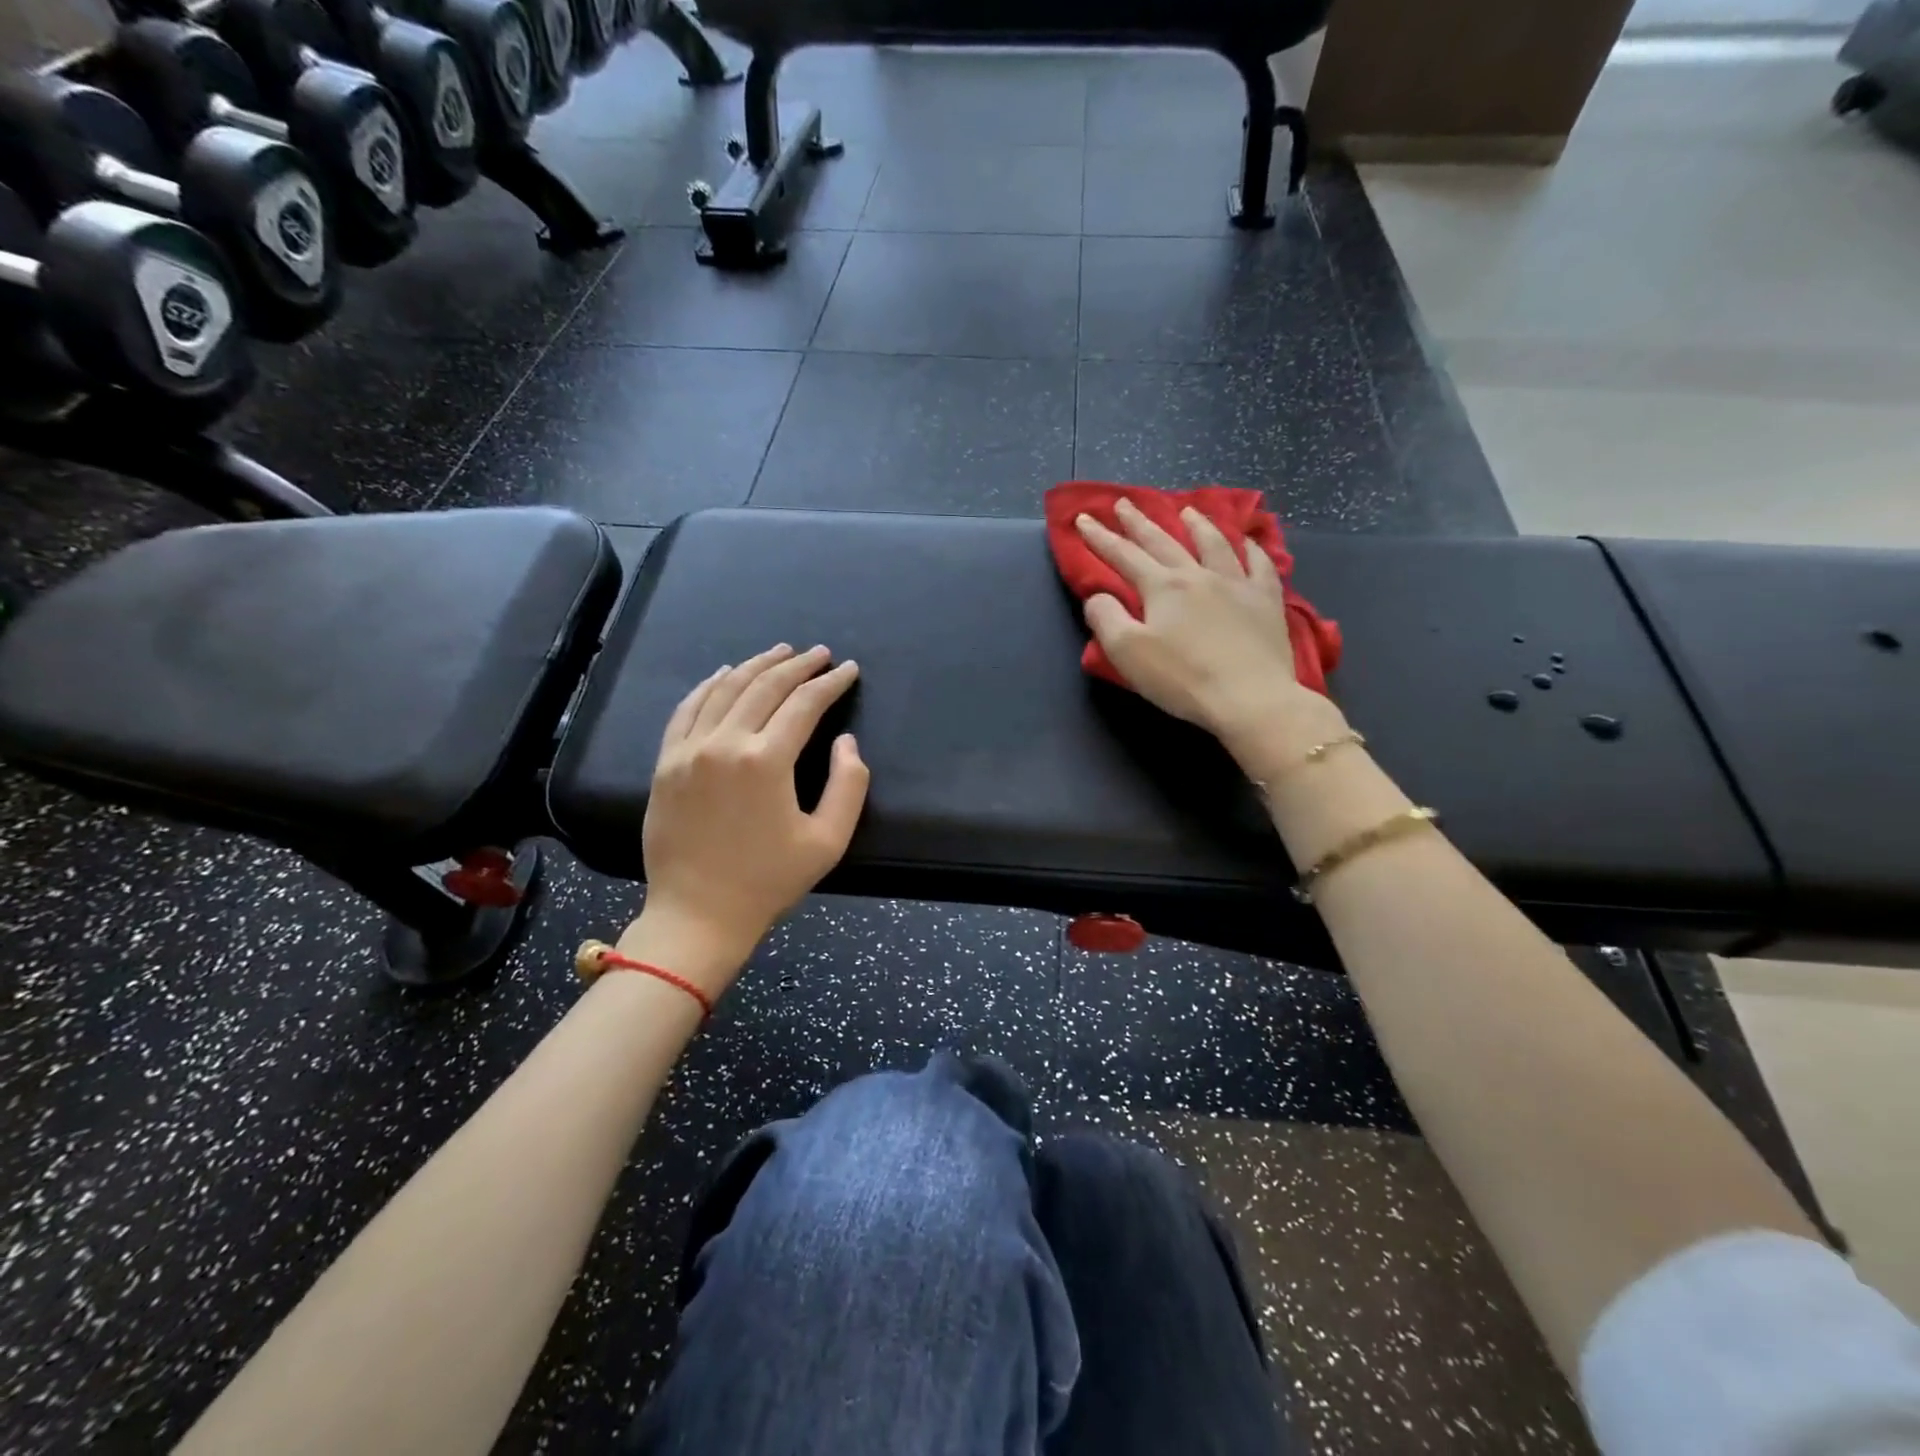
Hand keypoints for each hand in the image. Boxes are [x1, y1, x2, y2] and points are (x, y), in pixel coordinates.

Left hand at [631, 645, 868, 994]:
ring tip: (780, 652)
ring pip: (726, 689)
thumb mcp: (828, 841)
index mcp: (766, 761)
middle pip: (765, 687)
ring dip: (756, 665)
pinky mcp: (666, 763)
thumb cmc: (769, 881)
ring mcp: (688, 750)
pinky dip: (709, 685)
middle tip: (820, 654)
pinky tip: (725, 674)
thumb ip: (848, 785)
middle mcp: (724, 744)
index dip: (831, 683)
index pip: (804, 704)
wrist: (698, 914)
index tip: (848, 669)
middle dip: (798, 665)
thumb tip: (845, 742)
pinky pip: (687, 709)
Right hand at [1076, 500, 1341, 765]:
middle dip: (1139, 522)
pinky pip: (1260, 564)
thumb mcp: (1128, 653)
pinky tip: (1248, 541)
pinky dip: (1252, 548)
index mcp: (1162, 587)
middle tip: (1123, 503)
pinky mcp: (1266, 601)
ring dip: (1196, 524)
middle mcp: (1197, 575)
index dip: (1100, 538)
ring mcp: (1236, 584)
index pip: (1124, 556)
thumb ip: (1106, 618)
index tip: (1084, 519)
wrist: (1250, 698)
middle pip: (1163, 542)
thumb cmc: (1182, 679)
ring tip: (1186, 510)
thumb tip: (1098, 596)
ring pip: (1213, 543)